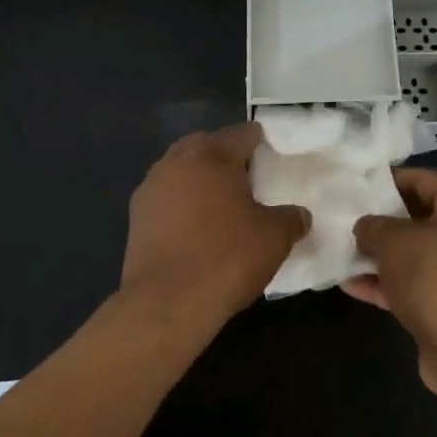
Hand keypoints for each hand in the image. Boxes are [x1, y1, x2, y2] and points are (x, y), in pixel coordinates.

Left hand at [122, 123, 310, 327]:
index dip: (260, 141)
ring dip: (200, 179)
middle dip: (226, 156)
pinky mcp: (136, 218)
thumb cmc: (226, 258)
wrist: (166, 303)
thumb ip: (291, 218)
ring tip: (222, 204)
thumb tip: (300, 215)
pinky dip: (182, 204)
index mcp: (212, 155)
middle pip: (206, 146)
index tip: (273, 154)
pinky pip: (167, 198)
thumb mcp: (274, 238)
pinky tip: (197, 227)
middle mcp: (176, 162)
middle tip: (248, 178)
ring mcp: (151, 189)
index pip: (242, 133)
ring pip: (181, 170)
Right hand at [348, 169, 436, 417]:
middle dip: (384, 221)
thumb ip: (374, 226)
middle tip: (349, 219)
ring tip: (344, 253)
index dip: (391, 180)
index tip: (359, 186)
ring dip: (383, 256)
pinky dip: (390, 284)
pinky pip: (419, 285)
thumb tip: (366, 226)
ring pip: (419, 255)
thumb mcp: (395, 241)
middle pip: (422, 218)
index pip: (426, 179)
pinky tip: (352, 285)